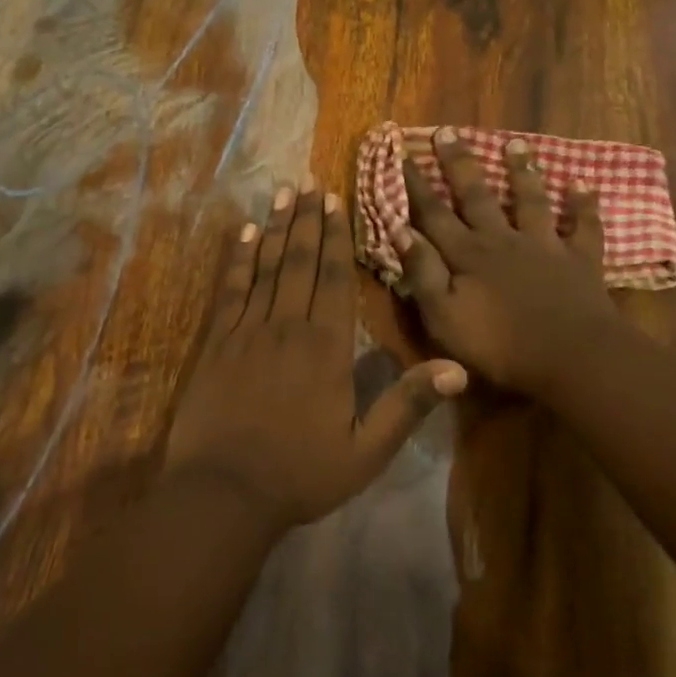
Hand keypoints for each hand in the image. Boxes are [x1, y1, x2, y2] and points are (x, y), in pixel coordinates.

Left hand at [165, 186, 468, 528]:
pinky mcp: (218, 342)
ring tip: (281, 191)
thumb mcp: (366, 451)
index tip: (335, 201)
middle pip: (299, 261)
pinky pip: (230, 290)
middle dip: (306, 219)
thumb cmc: (300, 474)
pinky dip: (237, 259)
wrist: (224, 494)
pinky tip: (242, 233)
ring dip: (274, 226)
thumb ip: (408, 404)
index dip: (335, 237)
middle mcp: (288, 326)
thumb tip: (458, 368)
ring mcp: (248, 330)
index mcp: (326, 347)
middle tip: (308, 182)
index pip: (334, 278)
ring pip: (265, 266)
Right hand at [393, 130, 624, 398]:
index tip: (402, 155)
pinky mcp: (579, 260)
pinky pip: (583, 227)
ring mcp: (544, 246)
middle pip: (477, 195)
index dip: (416, 186)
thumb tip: (400, 231)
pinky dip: (583, 206)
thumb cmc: (501, 346)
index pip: (433, 214)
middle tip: (447, 132)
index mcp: (468, 255)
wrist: (572, 357)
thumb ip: (423, 274)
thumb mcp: (445, 318)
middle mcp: (502, 240)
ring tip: (516, 144)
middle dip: (459, 164)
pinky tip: (583, 185)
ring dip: (522, 171)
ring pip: (530, 200)